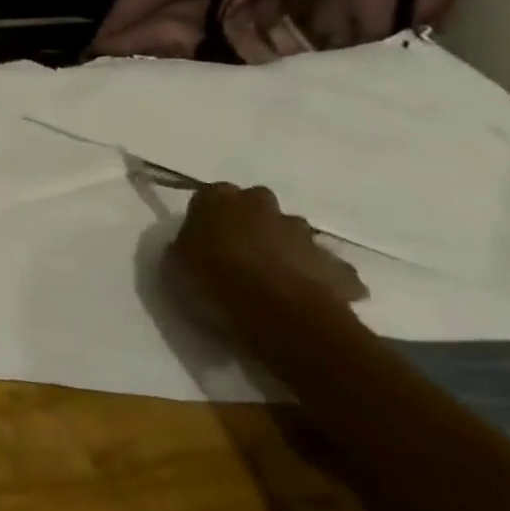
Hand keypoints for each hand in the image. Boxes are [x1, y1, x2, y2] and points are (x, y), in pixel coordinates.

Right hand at [166, 183, 366, 317]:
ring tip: (277, 280)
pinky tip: (312, 300)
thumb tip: (194, 245)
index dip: (209, 217)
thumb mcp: (175, 264)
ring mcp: (302, 233)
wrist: (277, 314)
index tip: (204, 239)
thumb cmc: (214, 282)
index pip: (210, 195)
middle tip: (242, 254)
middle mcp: (261, 205)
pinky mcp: (334, 265)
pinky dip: (324, 279)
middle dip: (253, 222)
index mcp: (218, 199)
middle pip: (257, 205)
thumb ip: (185, 247)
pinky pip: (330, 269)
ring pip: (295, 233)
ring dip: (288, 248)